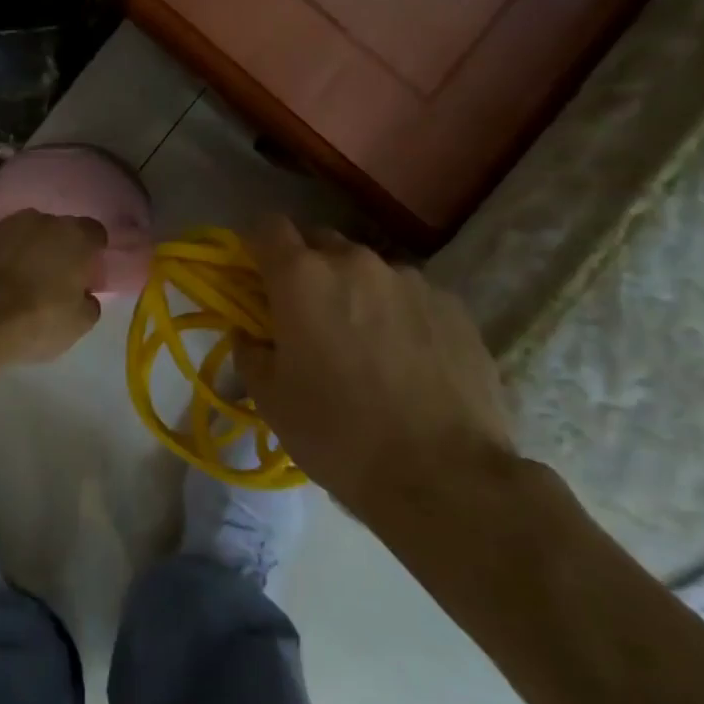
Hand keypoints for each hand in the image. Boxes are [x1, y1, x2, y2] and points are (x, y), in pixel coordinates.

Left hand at [0, 210, 105, 365]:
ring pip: (15, 235)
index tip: (87, 274)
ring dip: (17, 252)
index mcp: (72, 236)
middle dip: (53, 250)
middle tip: (50, 281)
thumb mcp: (77, 325)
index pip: (94, 233)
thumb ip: (88, 304)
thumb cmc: (34, 321)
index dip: (92, 253)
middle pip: (53, 230)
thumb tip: (84, 296)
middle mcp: (36, 220)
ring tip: (10, 285)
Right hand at [235, 215, 514, 513]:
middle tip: (307, 314)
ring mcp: (410, 280)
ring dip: (356, 292)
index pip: (267, 227)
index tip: (256, 273)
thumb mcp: (271, 400)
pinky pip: (411, 295)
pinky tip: (409, 360)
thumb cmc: (339, 435)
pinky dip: (399, 313)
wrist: (444, 477)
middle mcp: (356, 262)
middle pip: (320, 242)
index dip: (256, 244)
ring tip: (366, 344)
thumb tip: (250, 334)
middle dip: (306, 268)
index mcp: (302, 278)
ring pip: (368, 270)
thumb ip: (250, 352)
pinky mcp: (453, 305)